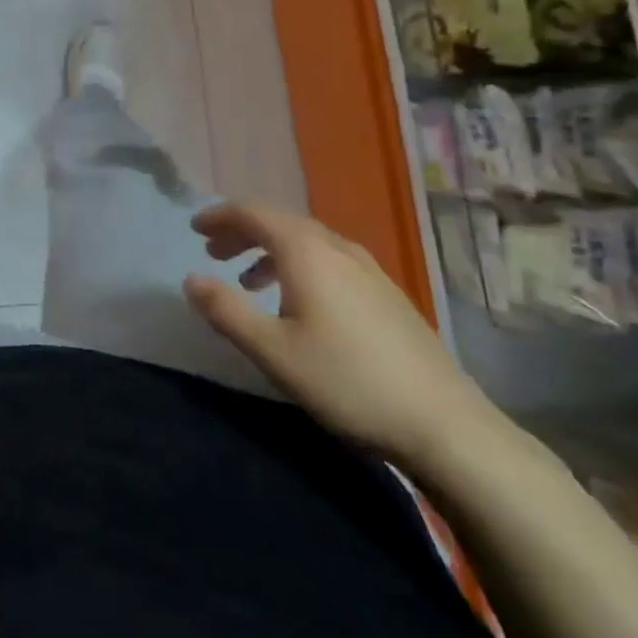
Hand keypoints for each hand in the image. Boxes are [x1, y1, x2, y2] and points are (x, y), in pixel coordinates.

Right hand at [182, 203, 499, 469]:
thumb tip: (190, 279)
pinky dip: (298, 266)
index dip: (219, 216)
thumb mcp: (273, 351)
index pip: (253, 213)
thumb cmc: (348, 382)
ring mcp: (368, 269)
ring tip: (248, 281)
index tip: (194, 229)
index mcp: (306, 251)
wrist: (446, 425)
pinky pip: (328, 260)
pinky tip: (299, 302)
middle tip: (213, 252)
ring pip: (306, 242)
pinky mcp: (387, 293)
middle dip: (242, 232)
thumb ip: (226, 310)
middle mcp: (336, 247)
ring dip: (269, 251)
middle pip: (280, 223)